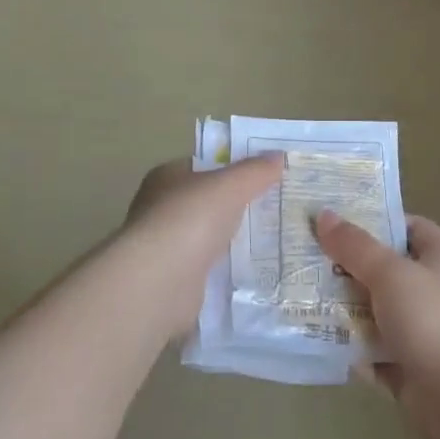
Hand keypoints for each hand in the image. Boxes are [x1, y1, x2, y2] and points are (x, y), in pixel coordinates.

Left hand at [123, 154, 281, 332]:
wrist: (160, 282)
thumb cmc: (190, 219)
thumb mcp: (230, 185)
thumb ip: (255, 171)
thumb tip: (279, 156)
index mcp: (167, 177)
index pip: (203, 166)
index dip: (232, 168)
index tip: (264, 175)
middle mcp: (161, 209)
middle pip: (206, 202)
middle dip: (236, 205)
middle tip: (274, 207)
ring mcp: (165, 246)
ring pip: (207, 236)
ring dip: (231, 239)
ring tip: (272, 239)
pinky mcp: (173, 280)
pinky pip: (207, 268)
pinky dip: (225, 269)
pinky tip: (252, 270)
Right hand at [315, 211, 439, 438]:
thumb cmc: (434, 322)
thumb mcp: (390, 273)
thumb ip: (355, 246)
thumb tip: (323, 214)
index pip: (408, 227)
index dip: (376, 221)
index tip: (338, 222)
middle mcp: (435, 292)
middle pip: (387, 270)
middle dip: (351, 267)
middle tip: (309, 260)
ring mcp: (425, 333)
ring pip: (378, 312)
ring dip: (348, 310)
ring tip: (304, 298)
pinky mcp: (412, 370)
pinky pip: (376, 352)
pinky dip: (355, 349)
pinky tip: (323, 341)